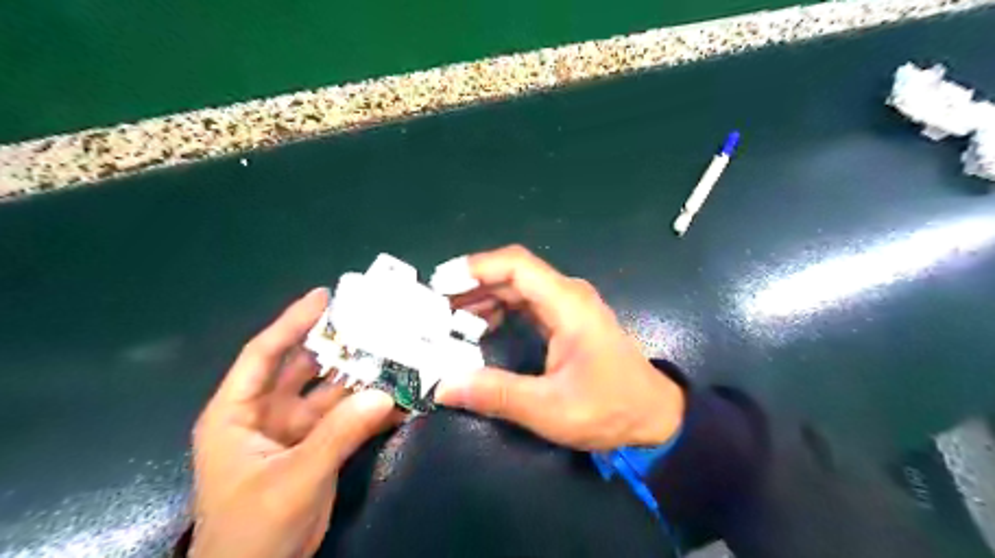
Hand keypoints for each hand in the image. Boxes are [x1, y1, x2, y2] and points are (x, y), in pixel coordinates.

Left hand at [190, 288, 398, 557]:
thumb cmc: (252, 529)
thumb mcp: (292, 479)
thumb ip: (338, 434)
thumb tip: (385, 393)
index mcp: (238, 412)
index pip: (264, 354)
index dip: (291, 322)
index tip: (324, 296)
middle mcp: (267, 413)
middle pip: (305, 368)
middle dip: (338, 346)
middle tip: (376, 323)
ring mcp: (296, 430)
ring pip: (333, 393)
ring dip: (363, 378)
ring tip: (398, 358)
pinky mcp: (320, 447)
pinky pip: (349, 419)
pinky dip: (371, 410)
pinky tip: (400, 401)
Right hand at [437, 247, 683, 449]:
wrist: (654, 416)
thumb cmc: (609, 409)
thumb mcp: (550, 408)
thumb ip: (497, 393)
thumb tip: (444, 386)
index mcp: (567, 304)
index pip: (516, 265)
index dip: (476, 268)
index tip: (441, 284)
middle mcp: (567, 295)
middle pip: (513, 273)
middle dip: (472, 285)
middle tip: (434, 305)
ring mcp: (568, 306)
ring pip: (518, 287)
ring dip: (484, 297)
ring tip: (449, 317)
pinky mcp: (567, 320)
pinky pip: (527, 303)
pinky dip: (500, 309)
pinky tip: (480, 326)